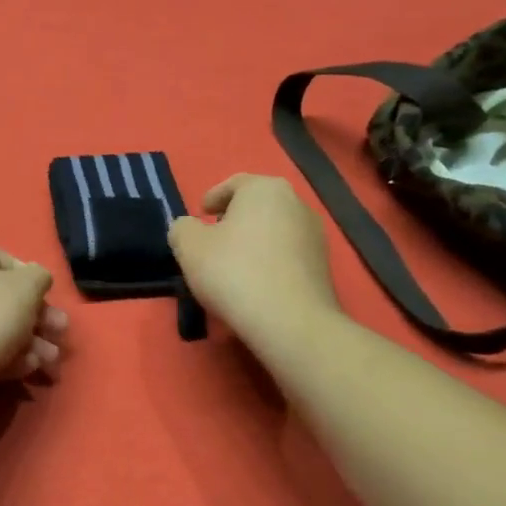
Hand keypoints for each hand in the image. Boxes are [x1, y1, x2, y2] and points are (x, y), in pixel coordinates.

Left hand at [0, 243, 66, 392]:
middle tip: (59, 332)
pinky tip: (27, 369)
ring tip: (50, 360)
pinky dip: (4, 354)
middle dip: (36, 316)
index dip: (26, 272)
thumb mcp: (26, 288)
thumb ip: (39, 276)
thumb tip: (35, 278)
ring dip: (28, 341)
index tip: (44, 293)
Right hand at [168, 174, 340, 346]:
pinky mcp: (323, 265)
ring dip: (253, 240)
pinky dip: (269, 260)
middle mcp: (296, 203)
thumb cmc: (233, 272)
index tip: (200, 215)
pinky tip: (254, 282)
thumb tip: (189, 228)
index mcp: (264, 189)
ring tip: (232, 265)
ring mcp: (315, 234)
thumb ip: (181, 228)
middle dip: (234, 219)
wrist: (289, 321)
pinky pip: (287, 253)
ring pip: (273, 229)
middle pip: (257, 205)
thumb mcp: (189, 247)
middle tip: (213, 239)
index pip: (233, 184)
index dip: (212, 198)